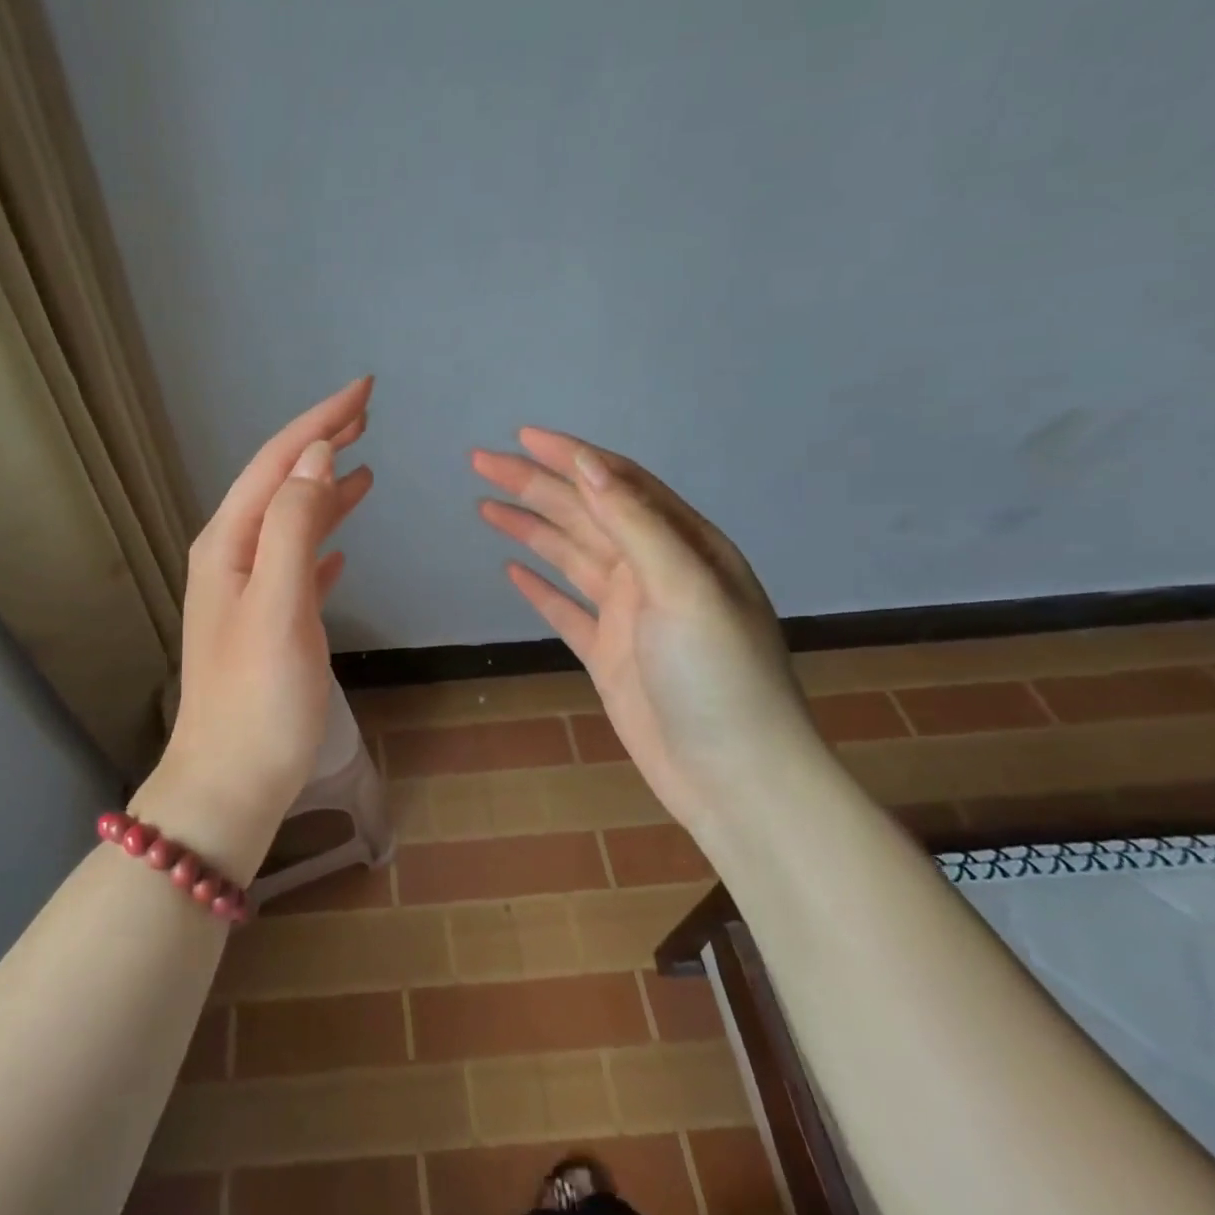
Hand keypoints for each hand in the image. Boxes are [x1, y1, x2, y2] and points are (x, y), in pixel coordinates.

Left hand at [135, 378, 374, 881]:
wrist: (230, 784)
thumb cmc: (259, 698)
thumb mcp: (280, 604)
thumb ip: (295, 526)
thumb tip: (316, 457)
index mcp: (228, 543)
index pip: (277, 461)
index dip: (319, 421)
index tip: (364, 390)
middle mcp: (232, 556)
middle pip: (281, 482)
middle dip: (322, 442)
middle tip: (368, 413)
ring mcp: (247, 590)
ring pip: (291, 520)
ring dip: (326, 488)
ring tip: (365, 465)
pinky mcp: (268, 622)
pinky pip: (298, 562)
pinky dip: (322, 541)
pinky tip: (343, 545)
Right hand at [473, 428, 817, 826]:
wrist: (734, 777)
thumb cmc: (718, 675)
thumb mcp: (683, 587)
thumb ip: (635, 523)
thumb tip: (588, 464)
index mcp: (683, 545)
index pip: (618, 484)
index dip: (570, 458)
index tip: (521, 437)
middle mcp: (654, 571)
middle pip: (585, 515)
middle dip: (535, 485)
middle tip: (481, 463)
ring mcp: (630, 614)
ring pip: (570, 556)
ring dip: (530, 528)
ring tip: (486, 506)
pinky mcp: (609, 654)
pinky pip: (566, 609)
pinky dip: (540, 588)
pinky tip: (512, 572)